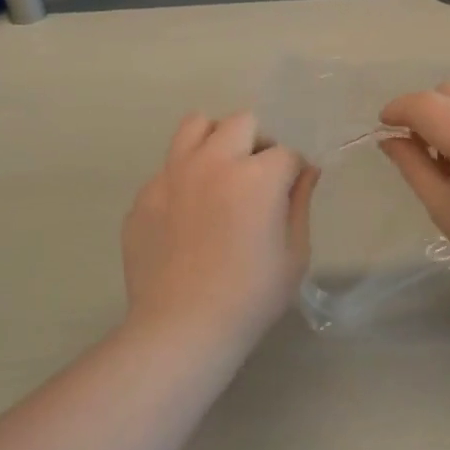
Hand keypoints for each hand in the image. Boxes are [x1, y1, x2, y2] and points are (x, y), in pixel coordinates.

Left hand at [122, 112, 317, 341]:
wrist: (182, 328)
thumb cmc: (251, 296)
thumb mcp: (294, 254)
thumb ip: (300, 204)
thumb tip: (306, 172)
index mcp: (256, 176)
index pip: (286, 152)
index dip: (294, 170)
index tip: (292, 191)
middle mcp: (213, 162)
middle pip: (241, 122)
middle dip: (257, 142)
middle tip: (257, 176)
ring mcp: (172, 175)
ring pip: (195, 126)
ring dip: (215, 140)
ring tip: (219, 172)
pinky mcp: (144, 197)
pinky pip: (167, 170)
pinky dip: (183, 180)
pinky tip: (186, 215)